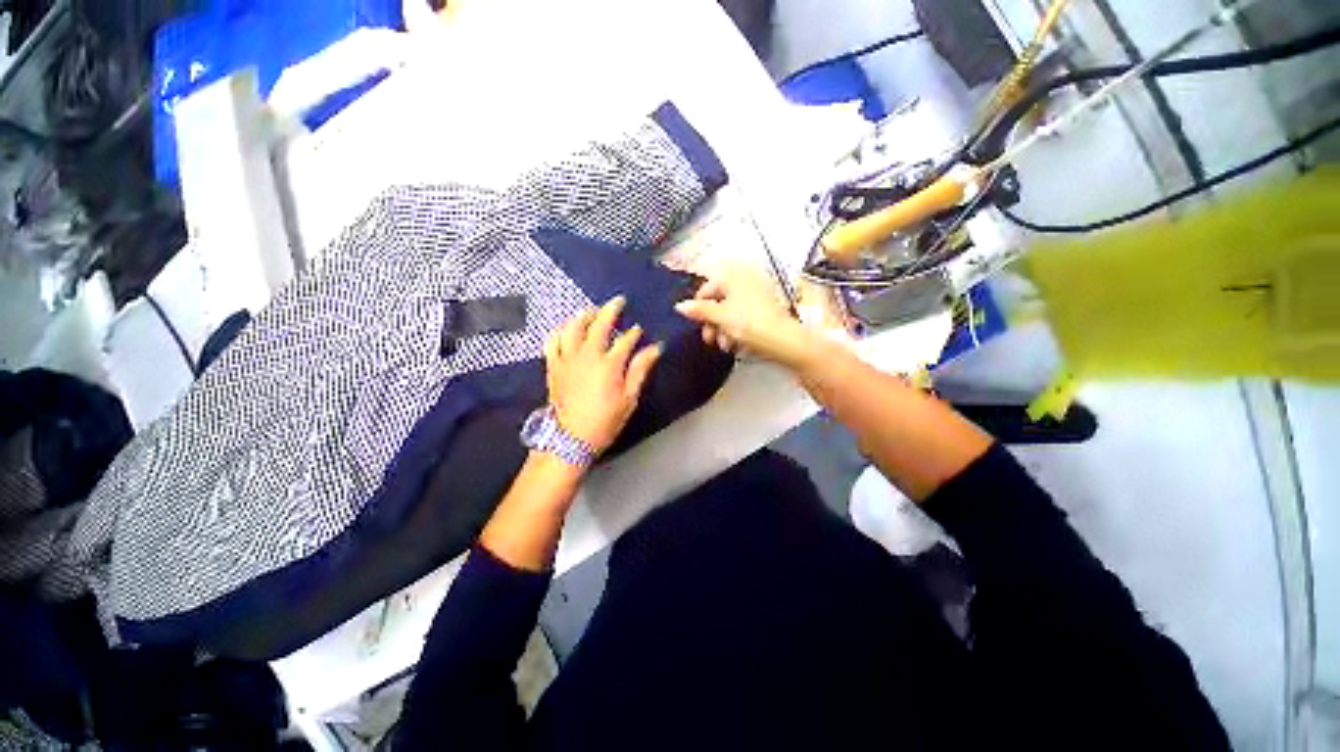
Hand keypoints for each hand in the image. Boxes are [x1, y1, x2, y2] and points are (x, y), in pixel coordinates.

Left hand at [544, 296, 661, 454]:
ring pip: (573, 328)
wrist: (570, 439)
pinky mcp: (553, 366)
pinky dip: (559, 332)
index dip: (634, 333)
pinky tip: (564, 329)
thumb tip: (654, 349)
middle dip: (611, 310)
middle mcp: (587, 355)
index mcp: (609, 364)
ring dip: (583, 316)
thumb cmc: (605, 420)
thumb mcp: (629, 398)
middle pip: (599, 325)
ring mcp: (567, 359)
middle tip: (618, 300)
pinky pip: (552, 342)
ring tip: (591, 310)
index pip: (625, 340)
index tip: (639, 330)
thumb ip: (640, 370)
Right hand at [674, 266, 817, 368]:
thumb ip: (699, 310)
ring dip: (723, 329)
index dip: (698, 305)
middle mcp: (747, 280)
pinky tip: (736, 344)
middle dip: (712, 321)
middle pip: (719, 299)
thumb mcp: (721, 317)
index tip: (695, 322)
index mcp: (735, 276)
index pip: (708, 286)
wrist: (786, 342)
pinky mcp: (765, 310)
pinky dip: (736, 329)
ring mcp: (758, 295)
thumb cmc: (752, 325)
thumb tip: (679, 306)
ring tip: (724, 345)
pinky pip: (743, 317)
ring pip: (731, 310)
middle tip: (709, 339)